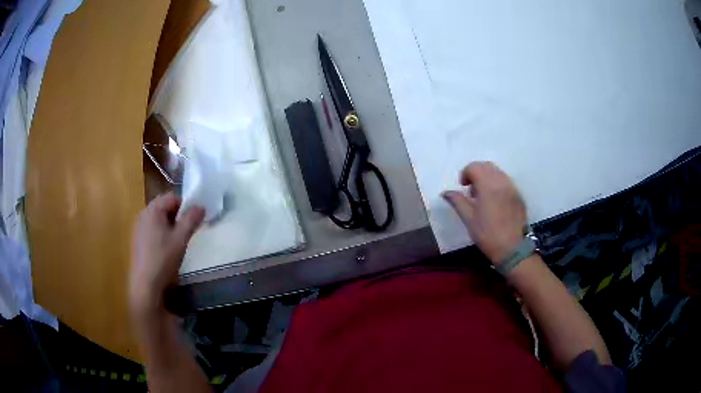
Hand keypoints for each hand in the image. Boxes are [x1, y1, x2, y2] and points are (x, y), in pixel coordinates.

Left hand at [129, 193, 204, 317]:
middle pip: (164, 207)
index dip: (185, 205)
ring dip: (170, 225)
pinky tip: (166, 250)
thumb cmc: (163, 259)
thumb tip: (201, 206)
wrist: (145, 284)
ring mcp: (138, 228)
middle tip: (187, 231)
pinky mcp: (137, 240)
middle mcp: (143, 214)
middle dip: (177, 216)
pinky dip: (161, 234)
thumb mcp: (181, 239)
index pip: (172, 197)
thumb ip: (191, 220)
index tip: (194, 220)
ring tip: (177, 242)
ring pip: (158, 219)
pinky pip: (152, 229)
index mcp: (152, 210)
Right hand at [442, 162, 526, 264]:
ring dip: (487, 177)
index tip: (463, 187)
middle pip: (487, 166)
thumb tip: (445, 192)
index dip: (465, 174)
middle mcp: (501, 181)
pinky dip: (497, 184)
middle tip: (471, 190)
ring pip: (498, 172)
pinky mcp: (519, 196)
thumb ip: (457, 201)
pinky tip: (494, 201)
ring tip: (482, 196)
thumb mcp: (468, 218)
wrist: (512, 248)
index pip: (474, 167)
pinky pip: (506, 181)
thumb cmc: (487, 234)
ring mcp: (512, 188)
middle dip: (476, 172)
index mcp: (488, 185)